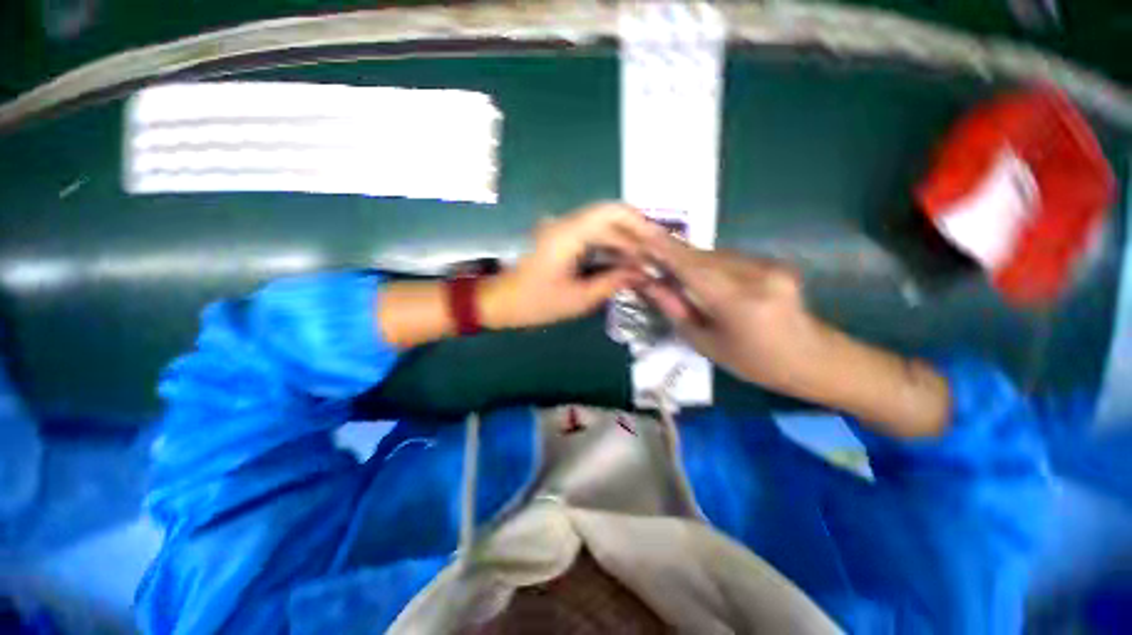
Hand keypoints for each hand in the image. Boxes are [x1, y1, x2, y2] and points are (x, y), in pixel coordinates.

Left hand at [481, 202, 653, 328]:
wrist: (500, 301)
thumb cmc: (534, 303)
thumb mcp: (577, 299)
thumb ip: (611, 283)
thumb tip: (640, 274)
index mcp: (568, 234)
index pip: (611, 212)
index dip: (639, 223)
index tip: (658, 242)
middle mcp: (566, 224)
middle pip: (610, 217)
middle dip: (636, 235)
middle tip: (656, 256)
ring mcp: (562, 230)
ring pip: (602, 227)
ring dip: (624, 242)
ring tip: (644, 262)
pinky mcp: (560, 240)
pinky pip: (592, 236)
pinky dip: (610, 247)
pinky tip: (623, 263)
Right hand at [639, 232, 949, 437]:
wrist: (814, 359)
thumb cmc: (754, 362)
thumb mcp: (706, 344)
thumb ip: (676, 311)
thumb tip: (650, 284)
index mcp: (738, 302)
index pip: (692, 267)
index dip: (665, 249)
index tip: (642, 234)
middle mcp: (756, 275)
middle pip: (702, 258)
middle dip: (675, 257)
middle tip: (652, 261)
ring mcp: (769, 266)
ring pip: (716, 256)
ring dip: (693, 262)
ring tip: (677, 276)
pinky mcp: (774, 262)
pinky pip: (731, 259)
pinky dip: (711, 265)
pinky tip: (707, 281)